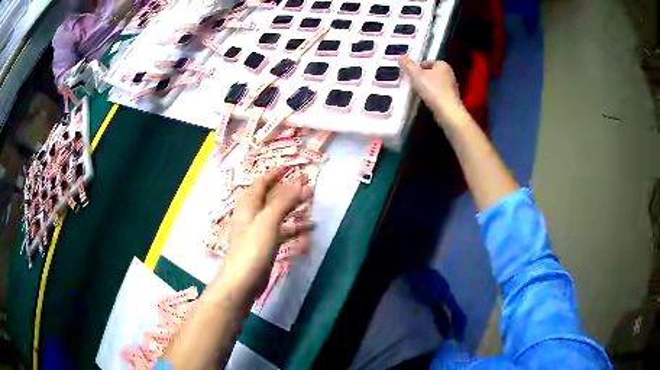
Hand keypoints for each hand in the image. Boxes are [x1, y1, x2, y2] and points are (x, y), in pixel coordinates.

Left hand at [222, 172, 311, 295]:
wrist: (243, 280)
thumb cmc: (253, 247)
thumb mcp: (268, 221)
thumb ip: (283, 202)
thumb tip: (299, 184)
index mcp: (248, 205)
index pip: (260, 183)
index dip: (273, 173)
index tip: (288, 166)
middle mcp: (252, 215)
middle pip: (269, 197)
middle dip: (286, 189)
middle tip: (303, 184)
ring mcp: (258, 231)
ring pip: (277, 213)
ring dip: (292, 207)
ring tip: (310, 202)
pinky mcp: (265, 245)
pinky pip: (281, 230)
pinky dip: (294, 226)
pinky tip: (309, 227)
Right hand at [398, 57, 468, 127]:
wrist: (448, 111)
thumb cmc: (432, 90)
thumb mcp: (416, 75)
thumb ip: (408, 65)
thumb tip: (400, 57)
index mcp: (443, 64)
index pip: (427, 62)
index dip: (418, 67)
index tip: (411, 75)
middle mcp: (450, 73)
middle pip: (431, 72)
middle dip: (422, 77)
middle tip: (413, 83)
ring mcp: (452, 86)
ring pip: (435, 83)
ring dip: (427, 86)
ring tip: (419, 92)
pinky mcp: (452, 98)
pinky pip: (439, 92)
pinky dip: (433, 95)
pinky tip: (427, 100)